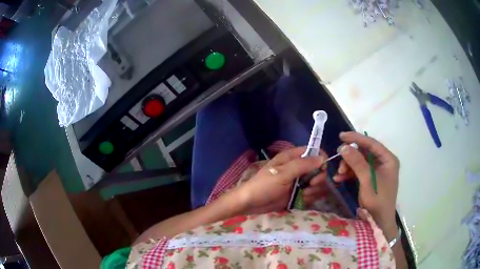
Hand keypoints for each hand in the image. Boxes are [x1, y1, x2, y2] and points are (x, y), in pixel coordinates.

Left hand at [234, 147, 327, 213]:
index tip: (321, 169)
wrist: (250, 204)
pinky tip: (301, 201)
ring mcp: (299, 182)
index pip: (314, 152)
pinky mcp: (298, 194)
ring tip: (303, 195)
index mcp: (292, 158)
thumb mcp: (282, 174)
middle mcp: (298, 168)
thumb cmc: (264, 186)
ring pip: (317, 184)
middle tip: (310, 185)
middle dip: (318, 179)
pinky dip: (309, 198)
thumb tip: (322, 158)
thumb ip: (302, 165)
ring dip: (314, 190)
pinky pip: (311, 194)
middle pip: (319, 170)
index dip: (321, 159)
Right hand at [334, 132, 399, 230]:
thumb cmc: (377, 201)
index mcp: (388, 159)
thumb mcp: (367, 181)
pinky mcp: (372, 177)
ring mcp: (378, 170)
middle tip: (338, 160)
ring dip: (348, 166)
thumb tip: (343, 147)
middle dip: (350, 156)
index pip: (372, 143)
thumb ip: (357, 163)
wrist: (379, 222)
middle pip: (365, 152)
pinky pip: (359, 170)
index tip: (341, 136)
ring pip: (360, 161)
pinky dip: (349, 173)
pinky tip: (340, 179)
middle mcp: (384, 162)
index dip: (356, 138)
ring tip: (338, 174)